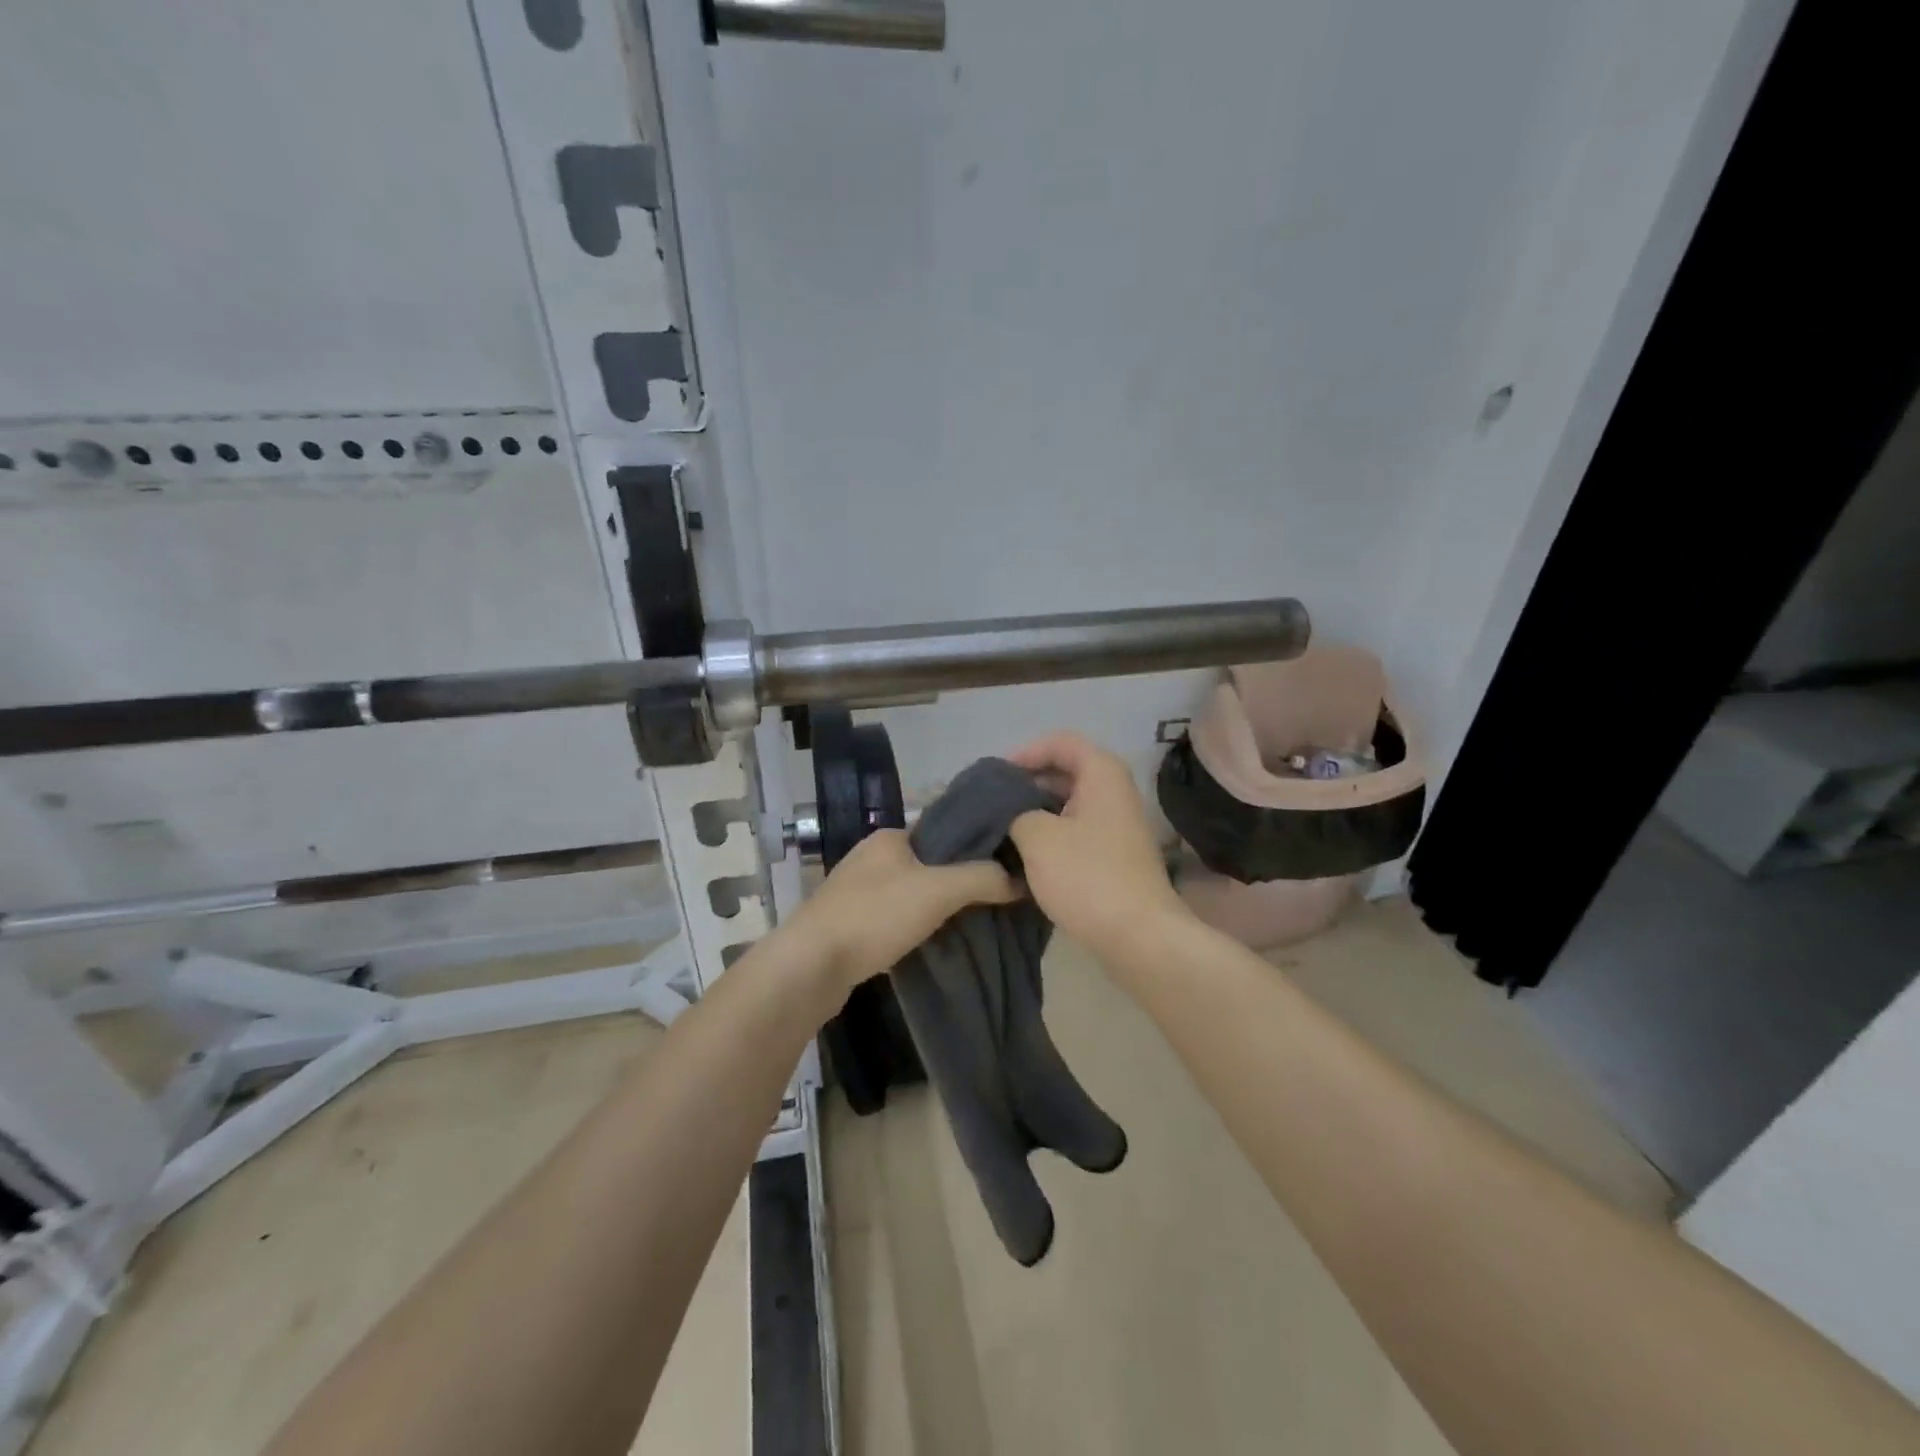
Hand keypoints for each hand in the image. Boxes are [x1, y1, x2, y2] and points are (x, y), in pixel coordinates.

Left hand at [787, 828, 1016, 995]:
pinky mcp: (851, 924)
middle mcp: (872, 857)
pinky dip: (917, 926)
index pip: (944, 830)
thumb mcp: (938, 890)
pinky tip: (936, 941)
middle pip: (930, 863)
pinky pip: (896, 918)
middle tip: (997, 898)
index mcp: (890, 837)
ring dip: (938, 906)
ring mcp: (858, 892)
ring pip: (913, 892)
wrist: (810, 966)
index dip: (976, 846)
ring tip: (975, 922)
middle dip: (960, 880)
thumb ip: (981, 878)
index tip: (1007, 865)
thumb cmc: (874, 916)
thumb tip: (1019, 879)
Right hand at [1006, 732, 1189, 956]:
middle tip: (992, 803)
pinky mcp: (1115, 854)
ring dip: (1037, 811)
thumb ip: (1015, 811)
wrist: (1139, 936)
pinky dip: (1051, 834)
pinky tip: (1026, 854)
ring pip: (1069, 803)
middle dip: (1028, 783)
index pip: (1061, 742)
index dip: (1025, 753)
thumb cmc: (1087, 877)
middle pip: (1066, 770)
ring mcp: (1118, 824)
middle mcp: (1115, 791)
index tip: (996, 778)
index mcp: (1102, 774)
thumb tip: (1010, 812)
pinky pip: (1077, 829)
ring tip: (1002, 828)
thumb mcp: (1037, 837)